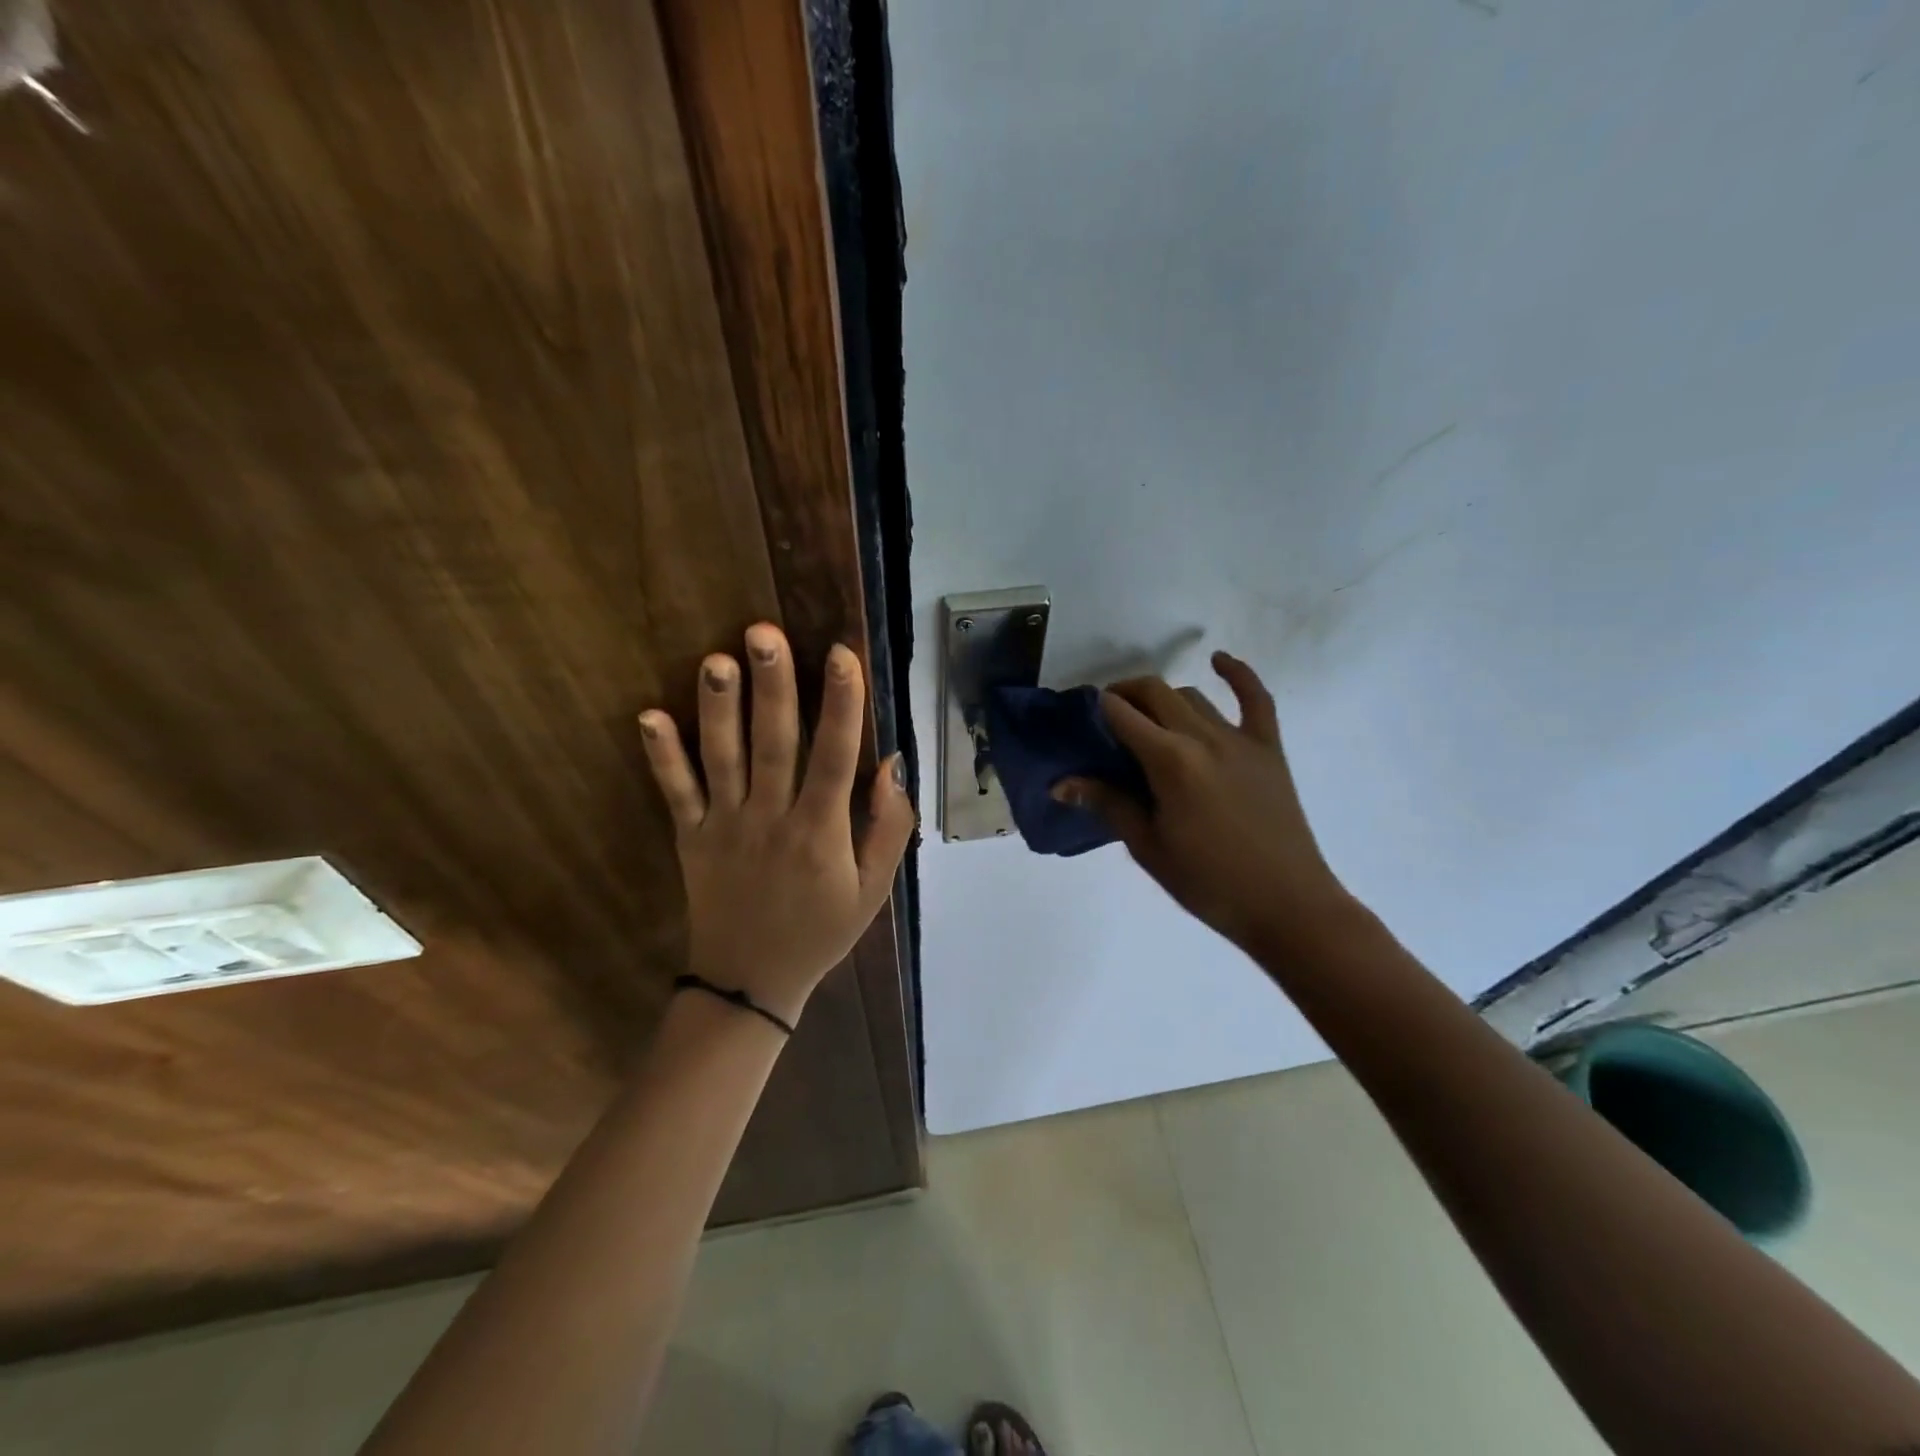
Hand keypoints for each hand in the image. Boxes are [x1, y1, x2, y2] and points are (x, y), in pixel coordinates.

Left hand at [639, 624, 915, 1027]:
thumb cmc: (820, 931)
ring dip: (718, 708)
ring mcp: (725, 828)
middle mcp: (771, 820)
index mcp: (820, 832)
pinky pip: (675, 793)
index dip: (841, 705)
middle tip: (765, 633)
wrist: (750, 983)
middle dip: (773, 687)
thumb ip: (889, 828)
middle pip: (774, 745)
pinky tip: (648, 716)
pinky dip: (661, 757)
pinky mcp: (690, 838)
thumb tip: (892, 764)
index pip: (835, 758)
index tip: (842, 654)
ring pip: (722, 759)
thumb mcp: (873, 890)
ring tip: (716, 659)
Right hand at [1054, 651, 1358, 958]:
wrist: (1286, 904)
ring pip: (1192, 696)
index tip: (1082, 719)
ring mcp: (1240, 739)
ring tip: (1148, 717)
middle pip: (1155, 693)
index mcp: (1169, 762)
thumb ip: (1108, 803)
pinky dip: (1237, 674)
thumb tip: (1061, 784)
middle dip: (1124, 694)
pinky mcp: (1268, 748)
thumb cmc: (1208, 882)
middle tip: (1107, 717)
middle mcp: (1203, 737)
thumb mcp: (1148, 846)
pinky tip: (1218, 659)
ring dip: (1164, 698)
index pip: (1122, 715)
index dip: (1097, 709)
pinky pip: (1256, 699)